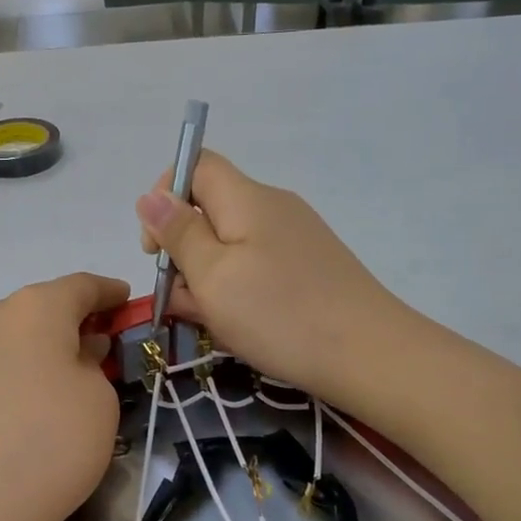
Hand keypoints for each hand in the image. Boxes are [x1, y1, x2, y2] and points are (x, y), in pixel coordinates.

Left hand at [0, 273, 129, 520]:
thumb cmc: (50, 443)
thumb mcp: (99, 402)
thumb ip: (92, 365)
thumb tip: (74, 355)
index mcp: (34, 310)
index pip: (80, 286)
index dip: (108, 292)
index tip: (125, 300)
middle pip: (37, 310)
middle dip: (69, 322)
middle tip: (95, 346)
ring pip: (6, 341)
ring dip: (34, 352)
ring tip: (54, 382)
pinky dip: (6, 379)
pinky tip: (15, 413)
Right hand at [137, 152, 408, 398]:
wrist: (371, 356)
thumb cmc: (280, 314)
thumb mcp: (213, 276)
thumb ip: (178, 234)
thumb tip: (149, 196)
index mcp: (246, 199)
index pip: (195, 165)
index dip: (164, 195)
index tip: (157, 248)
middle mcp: (272, 208)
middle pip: (209, 210)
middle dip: (184, 252)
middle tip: (186, 299)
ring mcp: (294, 239)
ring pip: (229, 246)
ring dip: (208, 279)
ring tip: (216, 323)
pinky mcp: (307, 268)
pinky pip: (255, 268)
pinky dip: (237, 291)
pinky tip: (240, 328)